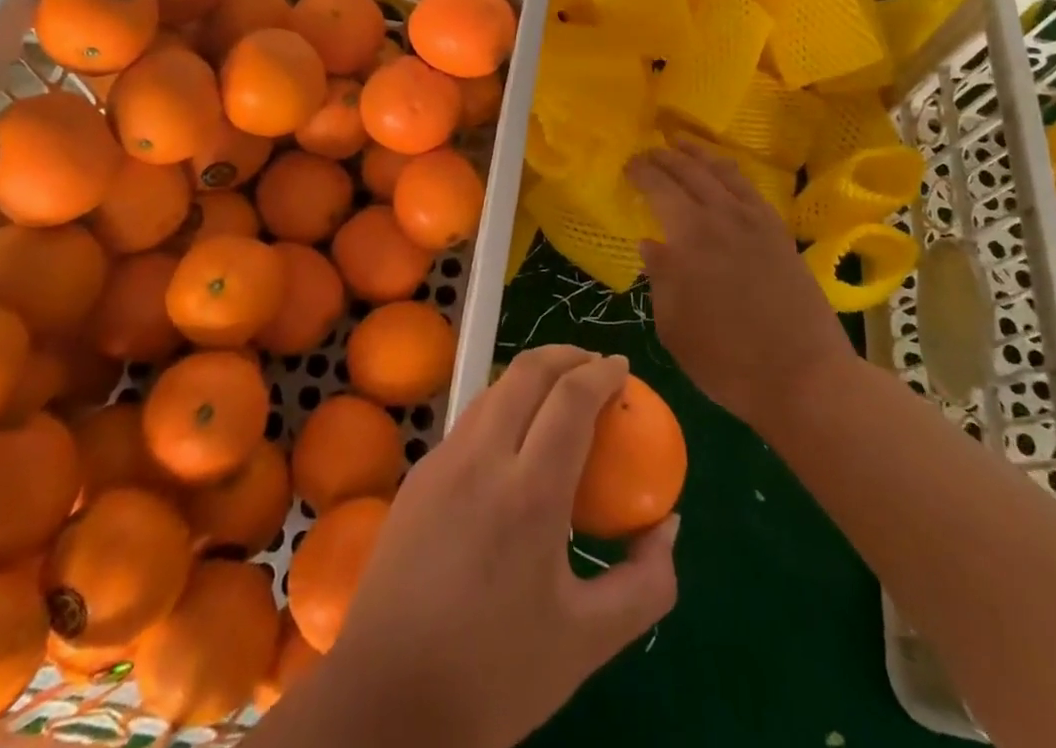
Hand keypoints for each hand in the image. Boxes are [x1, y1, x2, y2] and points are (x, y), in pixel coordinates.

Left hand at [301, 347, 677, 747]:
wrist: (387, 700)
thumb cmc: (495, 674)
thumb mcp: (589, 641)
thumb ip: (646, 582)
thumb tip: (668, 525)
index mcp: (529, 493)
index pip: (571, 398)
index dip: (602, 373)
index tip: (623, 368)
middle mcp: (482, 458)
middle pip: (527, 371)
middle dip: (567, 355)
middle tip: (595, 367)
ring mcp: (443, 460)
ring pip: (495, 389)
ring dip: (533, 376)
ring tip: (560, 395)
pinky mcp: (419, 473)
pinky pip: (471, 420)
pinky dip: (504, 406)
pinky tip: (516, 442)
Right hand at [629, 137, 856, 431]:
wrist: (804, 377)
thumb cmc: (727, 359)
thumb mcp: (674, 327)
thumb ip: (660, 279)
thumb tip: (652, 244)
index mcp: (691, 236)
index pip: (660, 188)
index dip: (642, 172)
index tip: (628, 165)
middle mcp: (723, 217)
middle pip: (690, 172)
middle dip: (665, 157)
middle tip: (648, 151)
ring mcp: (756, 222)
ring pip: (723, 172)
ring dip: (699, 154)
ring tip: (682, 143)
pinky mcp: (780, 234)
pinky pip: (750, 189)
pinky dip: (731, 172)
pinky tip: (724, 174)